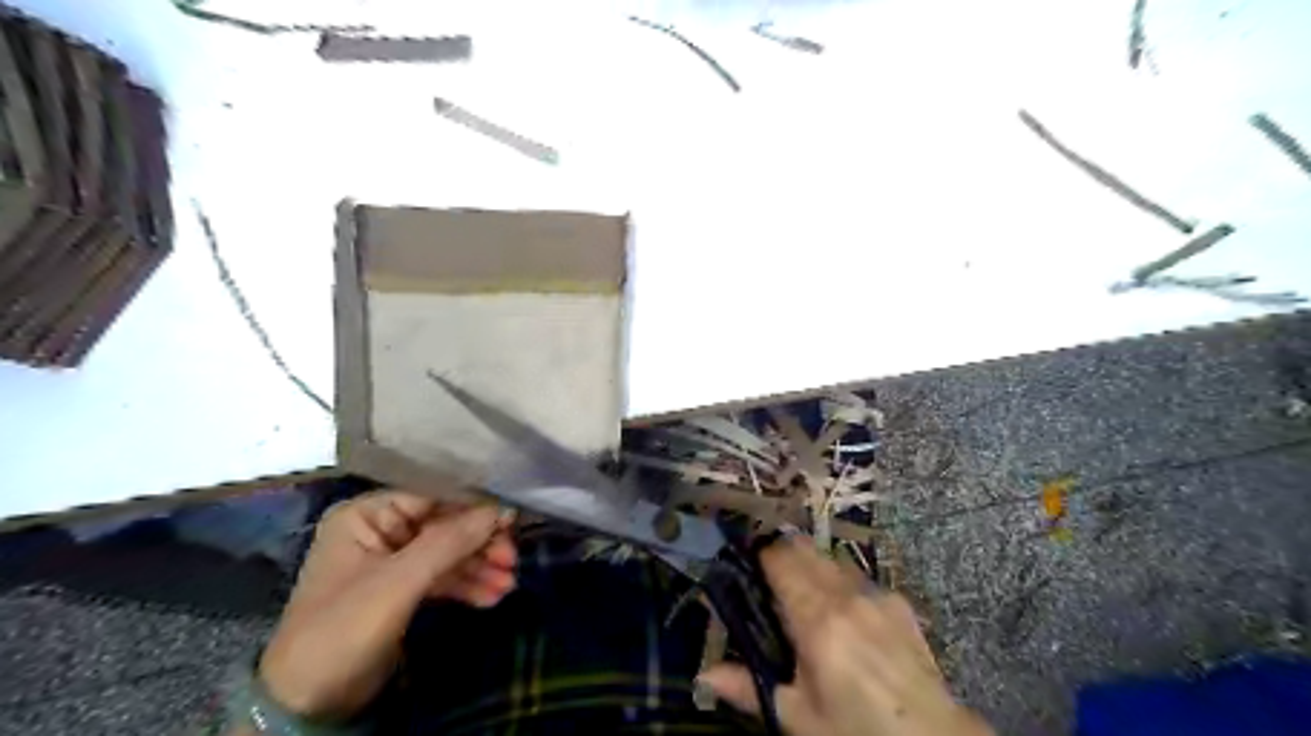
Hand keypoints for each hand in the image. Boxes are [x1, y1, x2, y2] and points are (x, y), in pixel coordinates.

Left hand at [260, 491, 513, 722]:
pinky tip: (491, 597)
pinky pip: (442, 577)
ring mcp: (391, 561)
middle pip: (444, 525)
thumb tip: (501, 509)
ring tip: (508, 585)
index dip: (474, 506)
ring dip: (479, 567)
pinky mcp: (401, 590)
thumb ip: (451, 541)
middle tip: (512, 560)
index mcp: (367, 515)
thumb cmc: (345, 628)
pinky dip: (466, 585)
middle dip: (480, 544)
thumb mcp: (400, 581)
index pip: (432, 497)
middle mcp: (380, 530)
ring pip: (447, 553)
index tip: (512, 520)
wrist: (306, 703)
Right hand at [696, 537, 994, 735]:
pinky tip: (844, 610)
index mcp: (817, 620)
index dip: (760, 557)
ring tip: (805, 592)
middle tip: (770, 579)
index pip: (780, 560)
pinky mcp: (898, 600)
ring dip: (812, 565)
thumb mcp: (798, 717)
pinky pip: (858, 576)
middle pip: (805, 549)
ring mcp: (876, 594)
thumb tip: (703, 675)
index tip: (748, 567)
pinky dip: (841, 581)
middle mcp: (846, 595)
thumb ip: (749, 688)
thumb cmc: (857, 730)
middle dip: (784, 555)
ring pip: (832, 558)